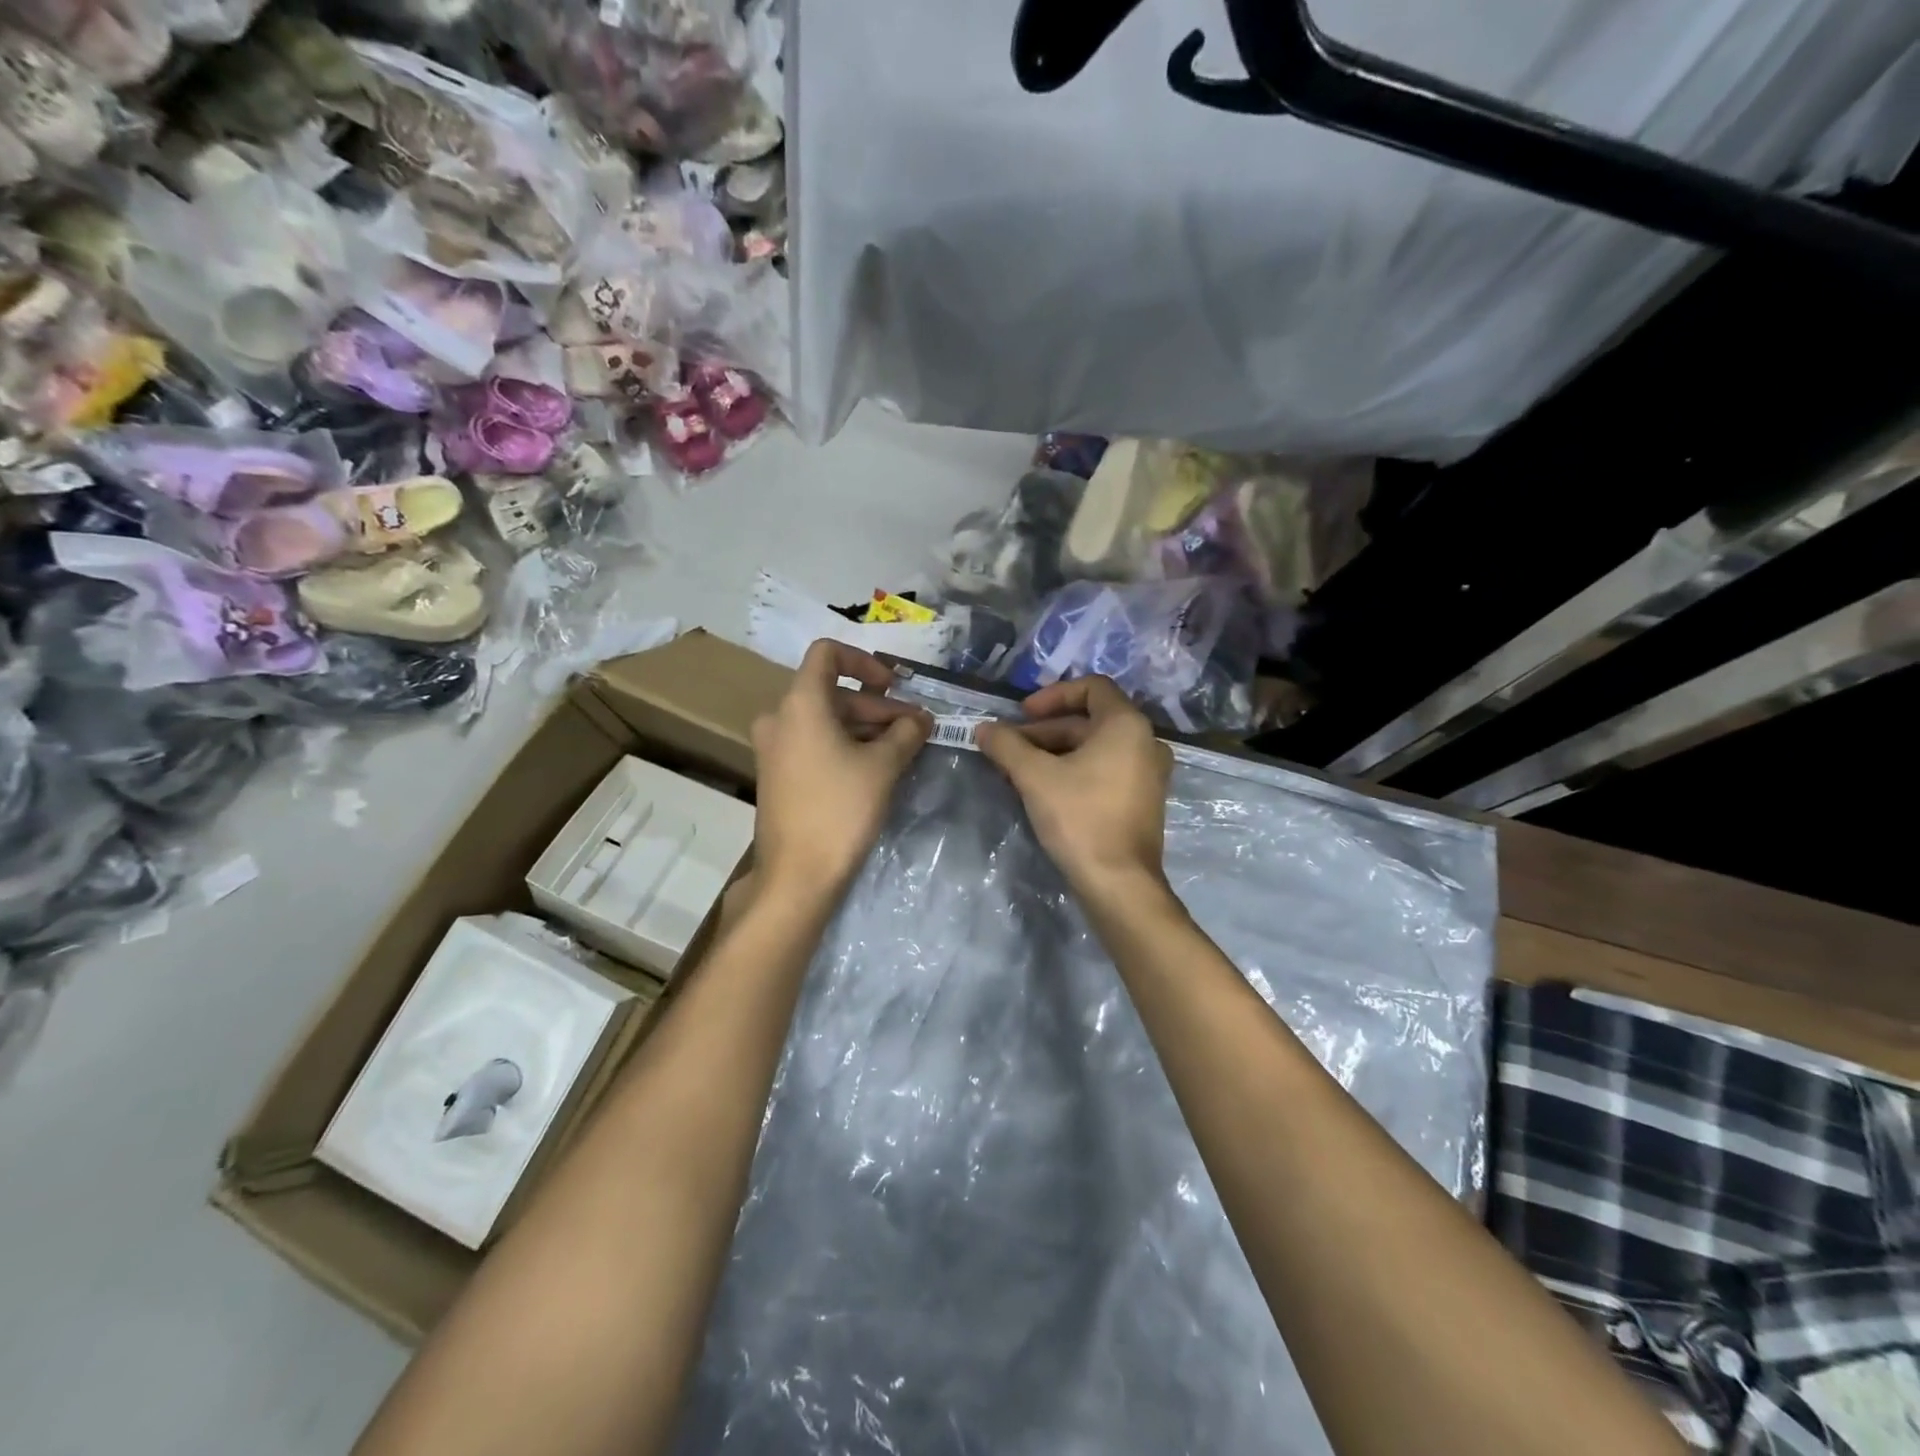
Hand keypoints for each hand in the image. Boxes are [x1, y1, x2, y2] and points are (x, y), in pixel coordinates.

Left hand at [750, 639, 932, 899]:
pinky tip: (877, 767)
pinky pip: (815, 743)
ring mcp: (774, 748)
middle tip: (915, 728)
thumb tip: (920, 719)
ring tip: (903, 749)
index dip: (864, 661)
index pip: (827, 653)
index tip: (894, 686)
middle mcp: (779, 718)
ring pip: (826, 720)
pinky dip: (846, 745)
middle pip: (833, 692)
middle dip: (878, 706)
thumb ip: (905, 732)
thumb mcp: (883, 766)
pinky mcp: (778, 774)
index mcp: (800, 704)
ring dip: (865, 727)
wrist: (797, 875)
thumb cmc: (840, 810)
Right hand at [977, 676, 1172, 900]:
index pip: (1092, 687)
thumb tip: (983, 728)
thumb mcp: (1035, 777)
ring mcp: (1148, 774)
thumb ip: (1007, 746)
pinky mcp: (1142, 800)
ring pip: (1095, 748)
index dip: (1053, 695)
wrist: (1119, 884)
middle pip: (1089, 721)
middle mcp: (1146, 742)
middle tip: (1009, 748)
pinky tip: (1043, 790)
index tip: (1022, 714)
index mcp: (1127, 725)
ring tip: (1018, 771)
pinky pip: (1105, 770)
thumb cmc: (1080, 818)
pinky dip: (1074, 770)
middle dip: (1044, 731)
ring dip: (1055, 752)